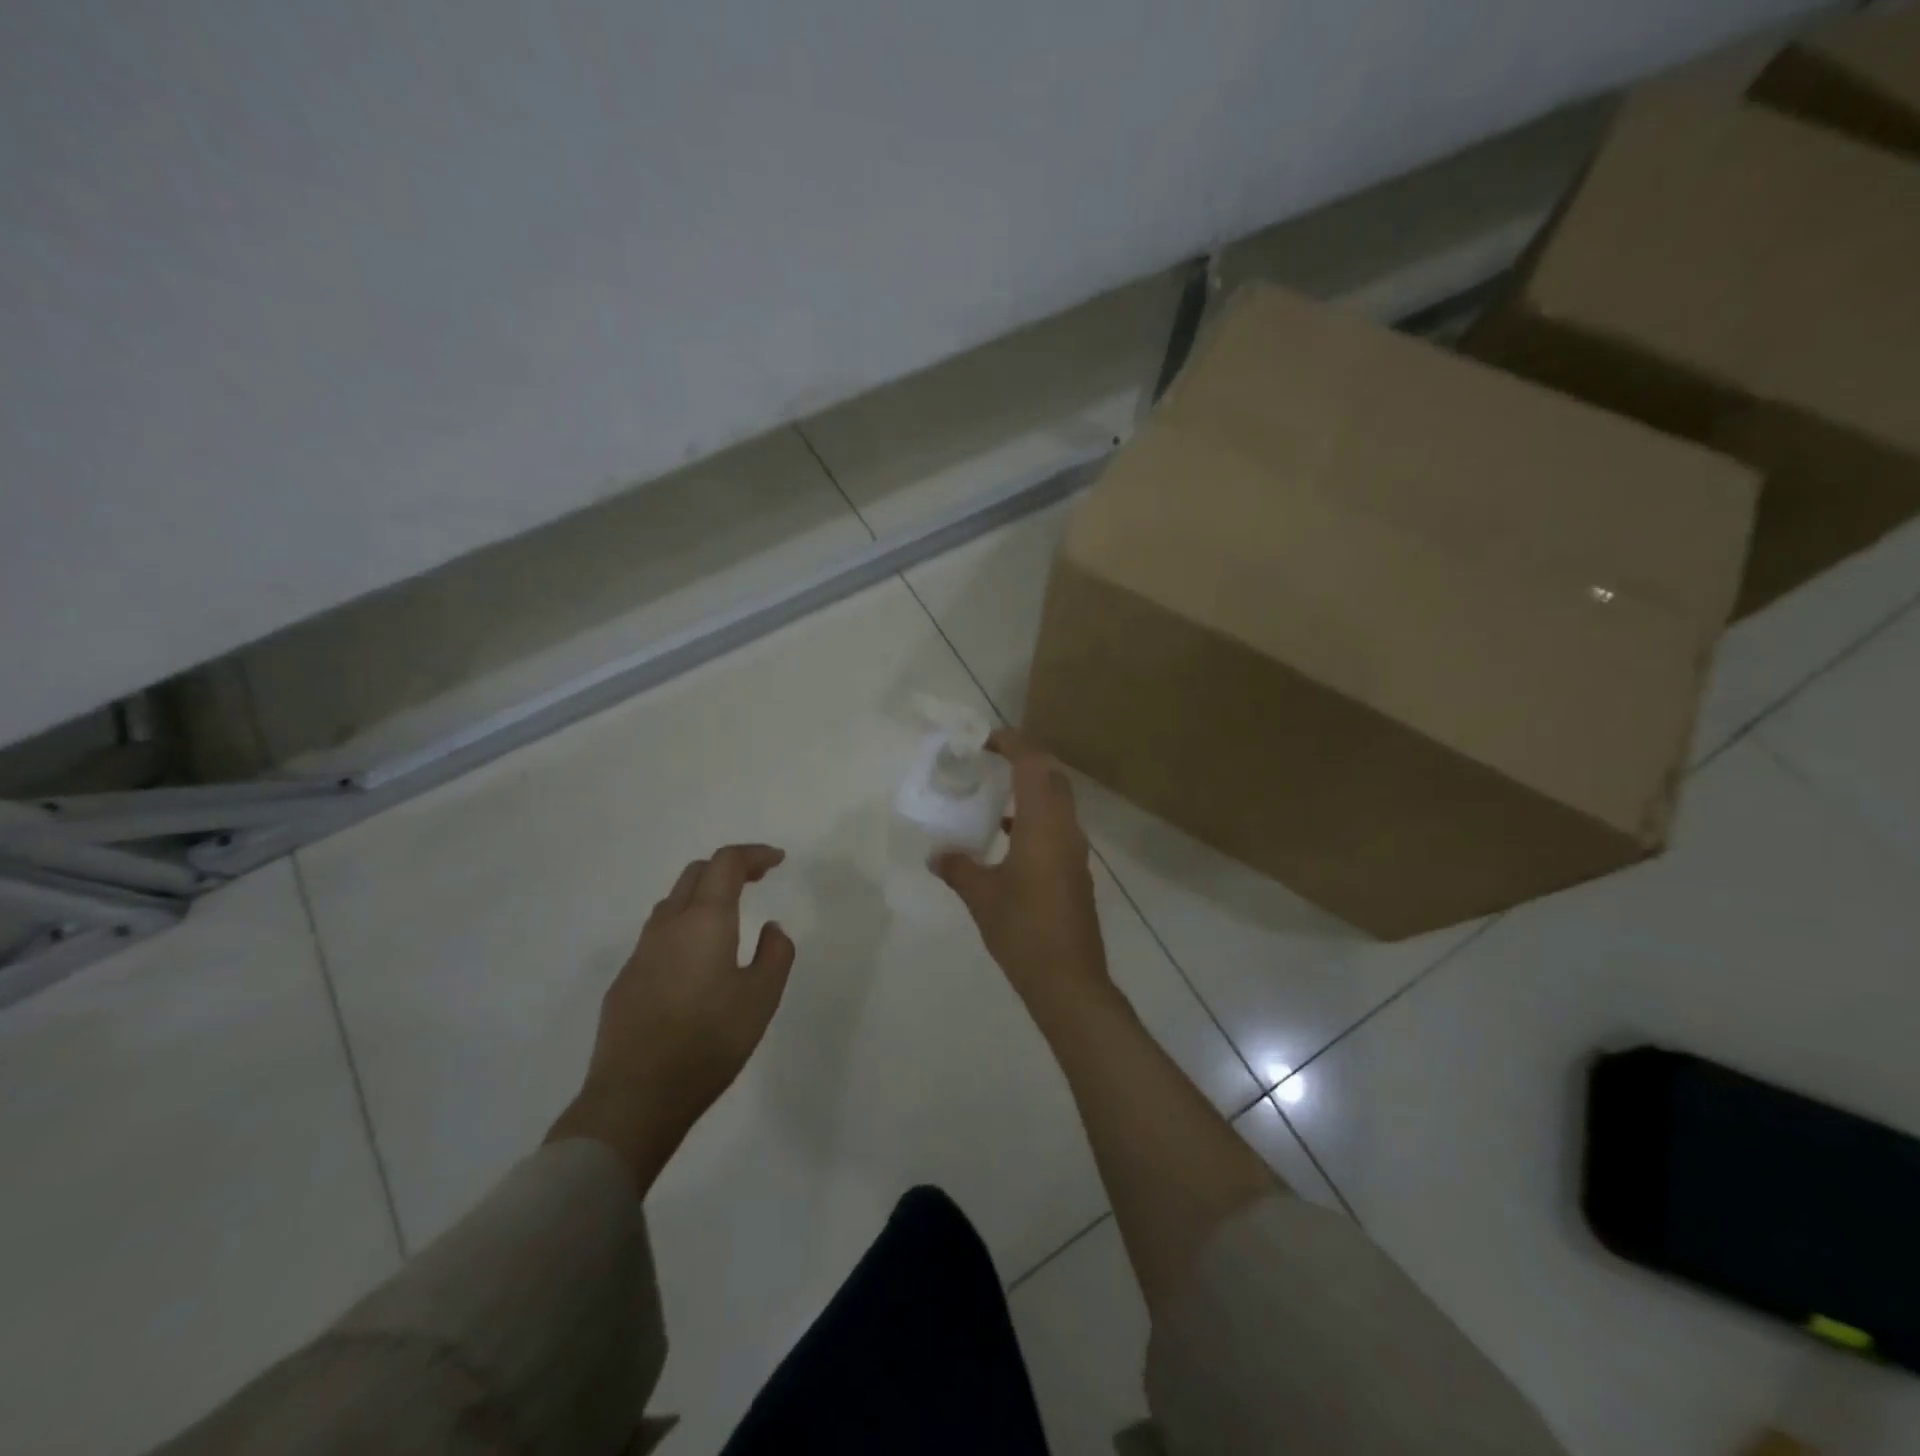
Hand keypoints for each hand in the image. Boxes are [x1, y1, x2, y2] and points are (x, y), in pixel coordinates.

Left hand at [547, 844, 795, 1190]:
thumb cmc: (709, 1041)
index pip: (727, 863)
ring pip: (671, 903)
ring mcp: (640, 953)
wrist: (636, 1096)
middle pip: (695, 874)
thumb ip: (775, 954)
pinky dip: (682, 928)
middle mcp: (668, 926)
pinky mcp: (625, 981)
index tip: (777, 860)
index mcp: (704, 921)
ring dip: (702, 896)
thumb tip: (771, 928)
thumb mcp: (762, 998)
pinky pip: (657, 937)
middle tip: (756, 879)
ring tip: (727, 916)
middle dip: (727, 868)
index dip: (754, 854)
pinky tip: (694, 962)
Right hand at [932, 729, 1114, 1035]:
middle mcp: (1066, 830)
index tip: (986, 739)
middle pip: (1052, 777)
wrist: (1068, 980)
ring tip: (995, 793)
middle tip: (991, 760)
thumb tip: (937, 854)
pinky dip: (1035, 819)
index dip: (1013, 744)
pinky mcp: (1075, 872)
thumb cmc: (1023, 930)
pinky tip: (1007, 838)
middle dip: (1025, 760)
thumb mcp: (981, 896)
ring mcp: (1075, 852)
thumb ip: (958, 868)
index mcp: (1044, 825)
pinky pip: (1057, 828)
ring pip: (1058, 803)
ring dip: (1031, 790)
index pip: (1034, 765)